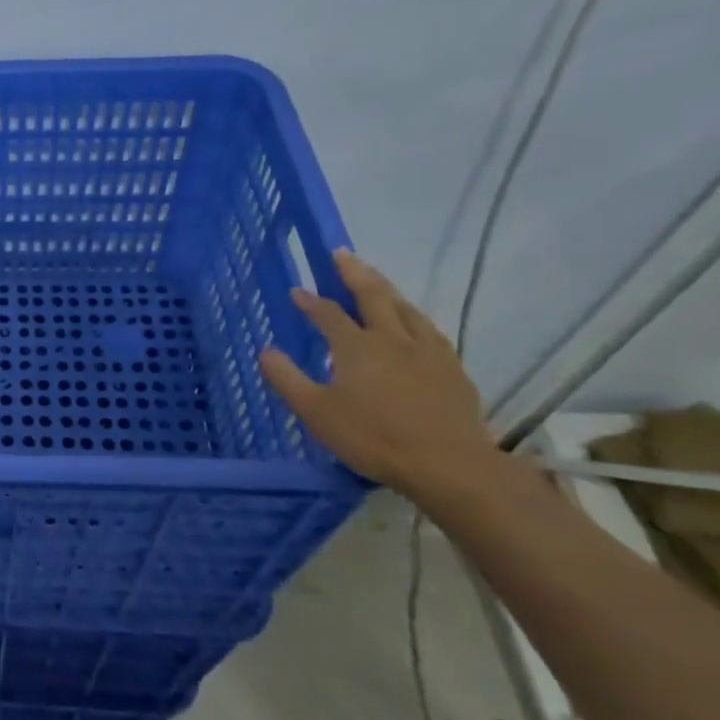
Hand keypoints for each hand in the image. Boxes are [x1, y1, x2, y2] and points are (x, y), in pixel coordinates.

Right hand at [259, 250, 502, 505]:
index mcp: (357, 347)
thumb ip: (287, 379)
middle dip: (354, 273)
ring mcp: (428, 351)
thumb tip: (266, 351)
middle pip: (373, 296)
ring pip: (406, 309)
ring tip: (378, 283)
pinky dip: (414, 318)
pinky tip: (415, 325)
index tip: (296, 291)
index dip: (310, 301)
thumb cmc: (373, 437)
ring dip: (388, 291)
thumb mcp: (316, 412)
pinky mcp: (453, 369)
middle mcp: (392, 338)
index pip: (328, 314)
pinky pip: (430, 331)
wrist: (448, 465)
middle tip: (342, 254)